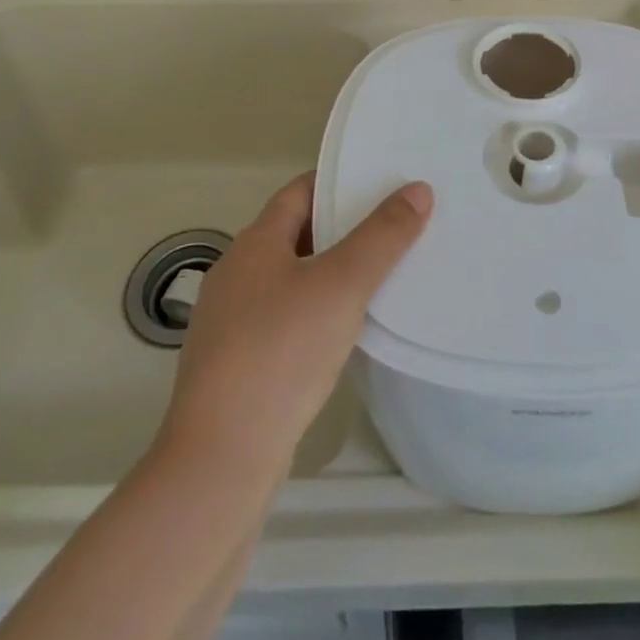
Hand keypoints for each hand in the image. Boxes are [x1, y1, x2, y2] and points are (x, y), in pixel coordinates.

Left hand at [161, 173, 430, 472]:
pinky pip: (284, 317)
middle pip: (296, 233)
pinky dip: (315, 311)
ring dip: (330, 272)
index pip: (300, 191)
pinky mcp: (236, 361)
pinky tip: (343, 331)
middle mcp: (236, 272)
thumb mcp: (342, 286)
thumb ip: (382, 236)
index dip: (340, 182)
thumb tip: (418, 189)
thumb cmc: (281, 353)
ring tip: (380, 276)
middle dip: (342, 228)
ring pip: (291, 278)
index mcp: (254, 242)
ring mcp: (231, 320)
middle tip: (394, 228)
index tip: (382, 184)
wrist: (222, 456)